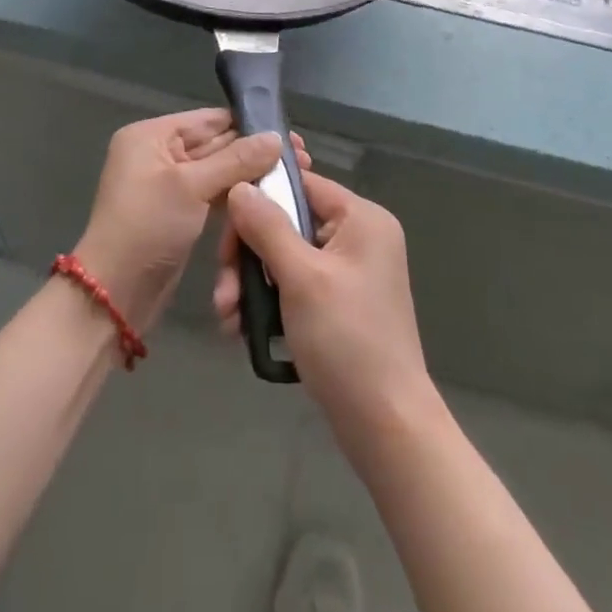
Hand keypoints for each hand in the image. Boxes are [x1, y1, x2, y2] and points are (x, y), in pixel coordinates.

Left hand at [73, 111, 287, 334]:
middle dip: (255, 152)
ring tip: (294, 176)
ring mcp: (169, 184)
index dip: (250, 126)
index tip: (290, 136)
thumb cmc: (147, 226)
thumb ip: (236, 159)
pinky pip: (213, 194)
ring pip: (218, 171)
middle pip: (216, 144)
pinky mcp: (179, 211)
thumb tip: (277, 138)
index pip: (209, 119)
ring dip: (250, 175)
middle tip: (302, 158)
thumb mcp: (192, 187)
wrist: (115, 294)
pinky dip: (237, 195)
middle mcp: (159, 153)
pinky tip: (269, 196)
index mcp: (152, 135)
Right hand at [215, 169, 433, 436]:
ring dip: (251, 284)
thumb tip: (240, 185)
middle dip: (248, 256)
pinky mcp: (339, 302)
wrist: (386, 426)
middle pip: (287, 222)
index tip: (226, 232)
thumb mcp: (301, 277)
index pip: (300, 184)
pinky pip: (295, 284)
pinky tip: (242, 328)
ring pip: (285, 256)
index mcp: (361, 218)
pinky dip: (268, 301)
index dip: (259, 201)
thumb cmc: (347, 341)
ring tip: (228, 318)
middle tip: (225, 293)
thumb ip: (267, 226)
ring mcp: (349, 271)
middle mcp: (358, 236)